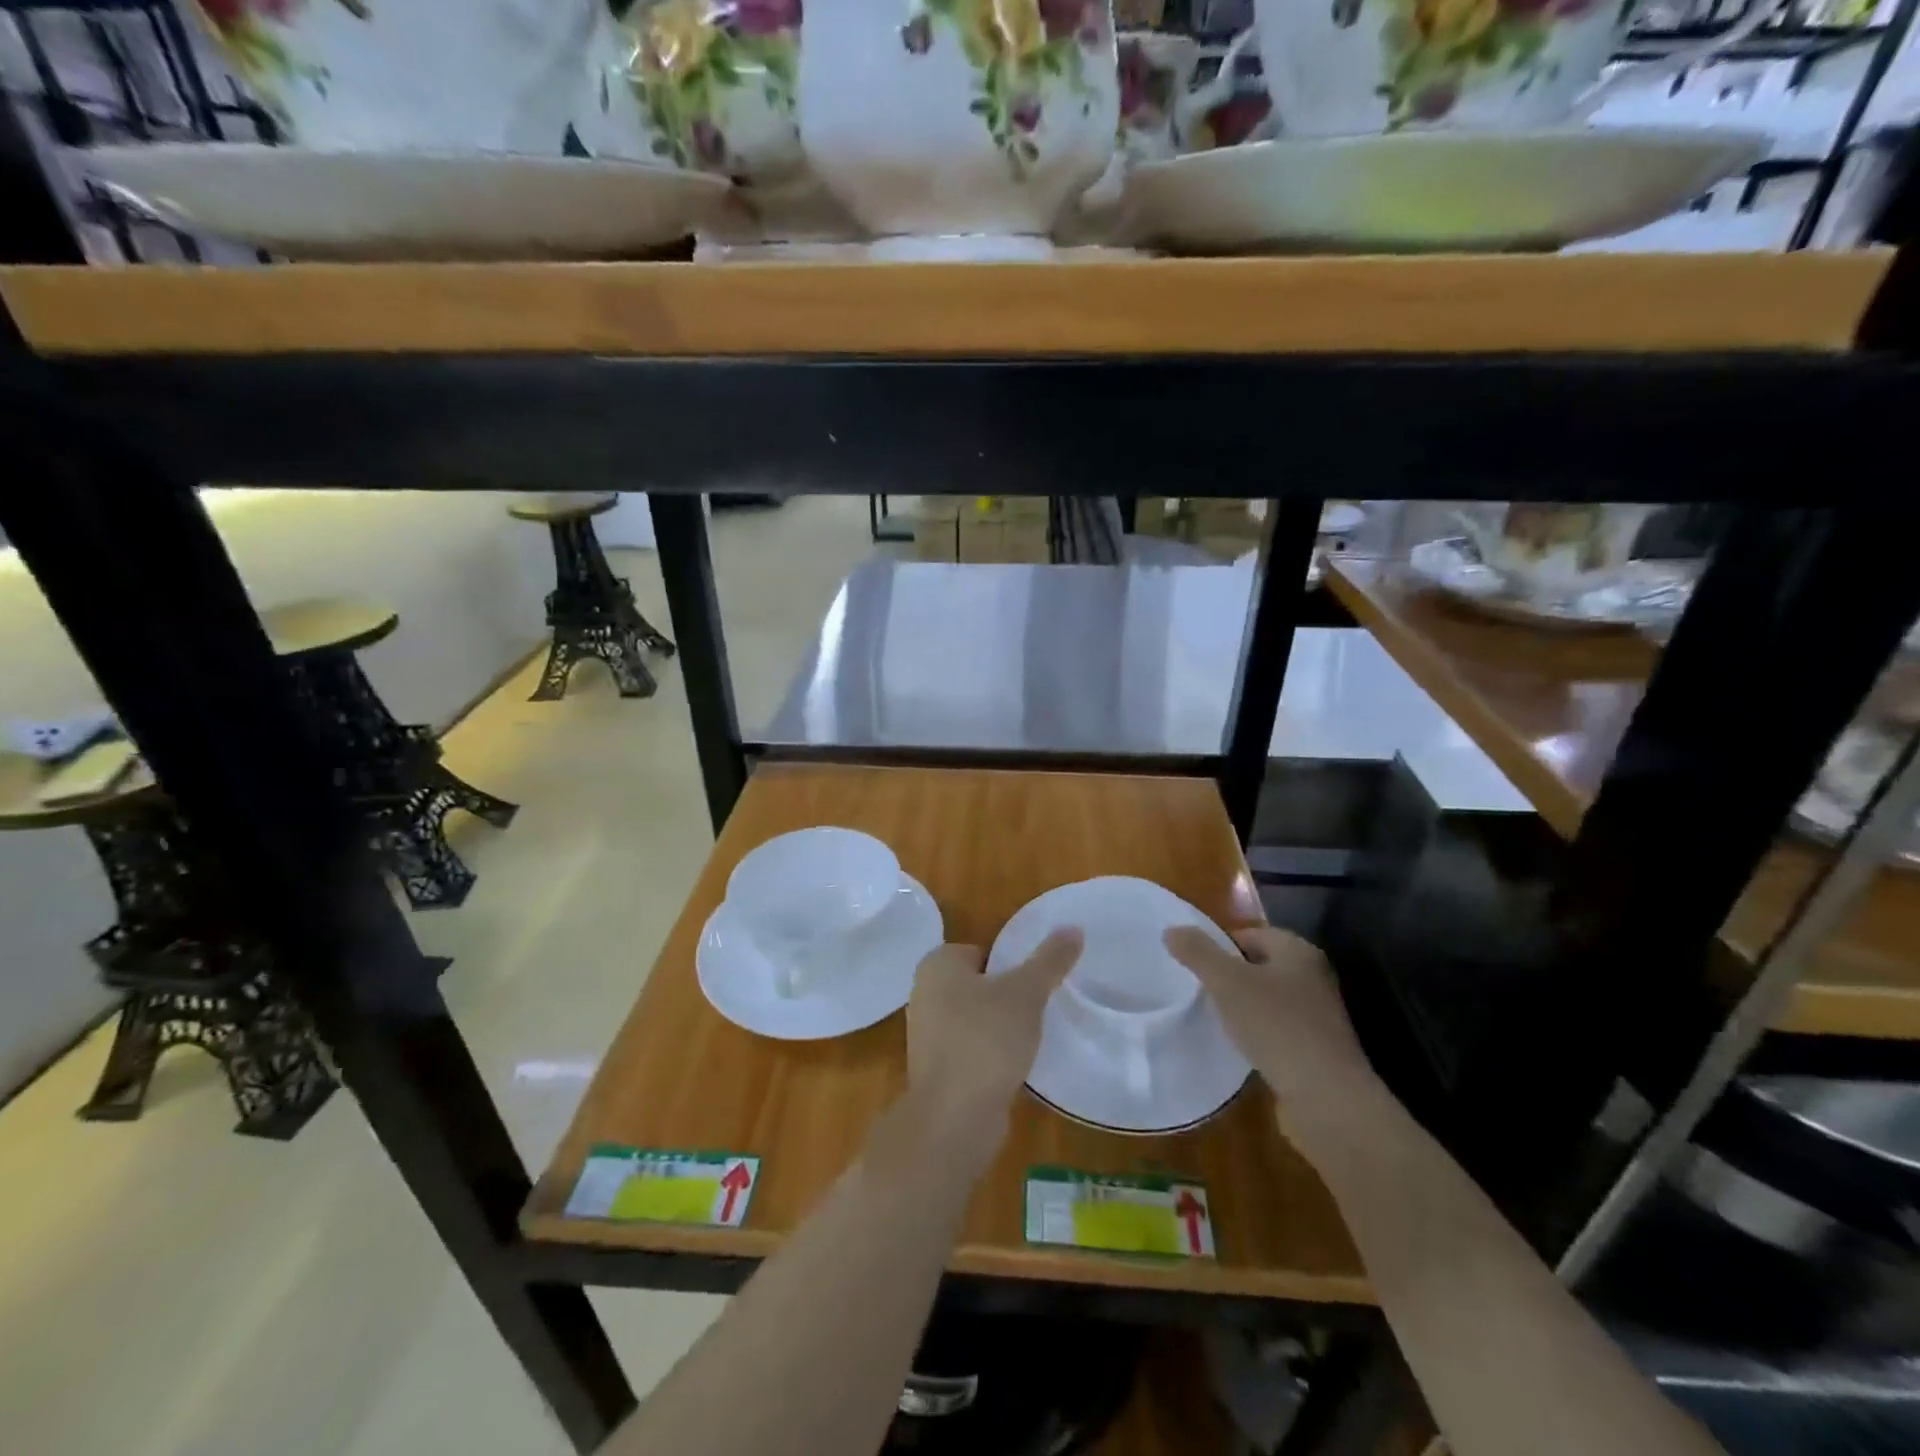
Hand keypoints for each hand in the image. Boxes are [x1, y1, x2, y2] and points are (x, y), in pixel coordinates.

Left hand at [905, 930, 1082, 1158]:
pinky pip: (970, 1049)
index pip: (981, 951)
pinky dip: (990, 1055)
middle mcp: (924, 993)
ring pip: (973, 1018)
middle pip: (977, 984)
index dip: (1010, 965)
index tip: (1035, 983)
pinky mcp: (935, 1069)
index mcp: (937, 964)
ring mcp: (926, 1034)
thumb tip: (1074, 927)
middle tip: (1039, 1008)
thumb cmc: (986, 1039)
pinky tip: (1015, 1067)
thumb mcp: (1026, 992)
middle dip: (1005, 996)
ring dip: (999, 1028)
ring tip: (1031, 1038)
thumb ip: (1050, 960)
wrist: (954, 1116)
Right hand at [1163, 925, 1381, 1124]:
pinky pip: (1277, 1030)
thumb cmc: (1277, 1026)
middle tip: (1199, 991)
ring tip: (1215, 1020)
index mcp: (1298, 951)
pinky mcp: (1316, 1049)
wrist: (1327, 1099)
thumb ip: (1197, 952)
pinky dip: (1257, 1034)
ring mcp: (1318, 1015)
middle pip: (1258, 966)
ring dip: (1242, 1007)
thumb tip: (1171, 930)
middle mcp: (1313, 977)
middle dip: (1229, 977)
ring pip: (1267, 999)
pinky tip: (1240, 1048)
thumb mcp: (1227, 982)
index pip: (1250, 934)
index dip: (1219, 946)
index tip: (1194, 967)